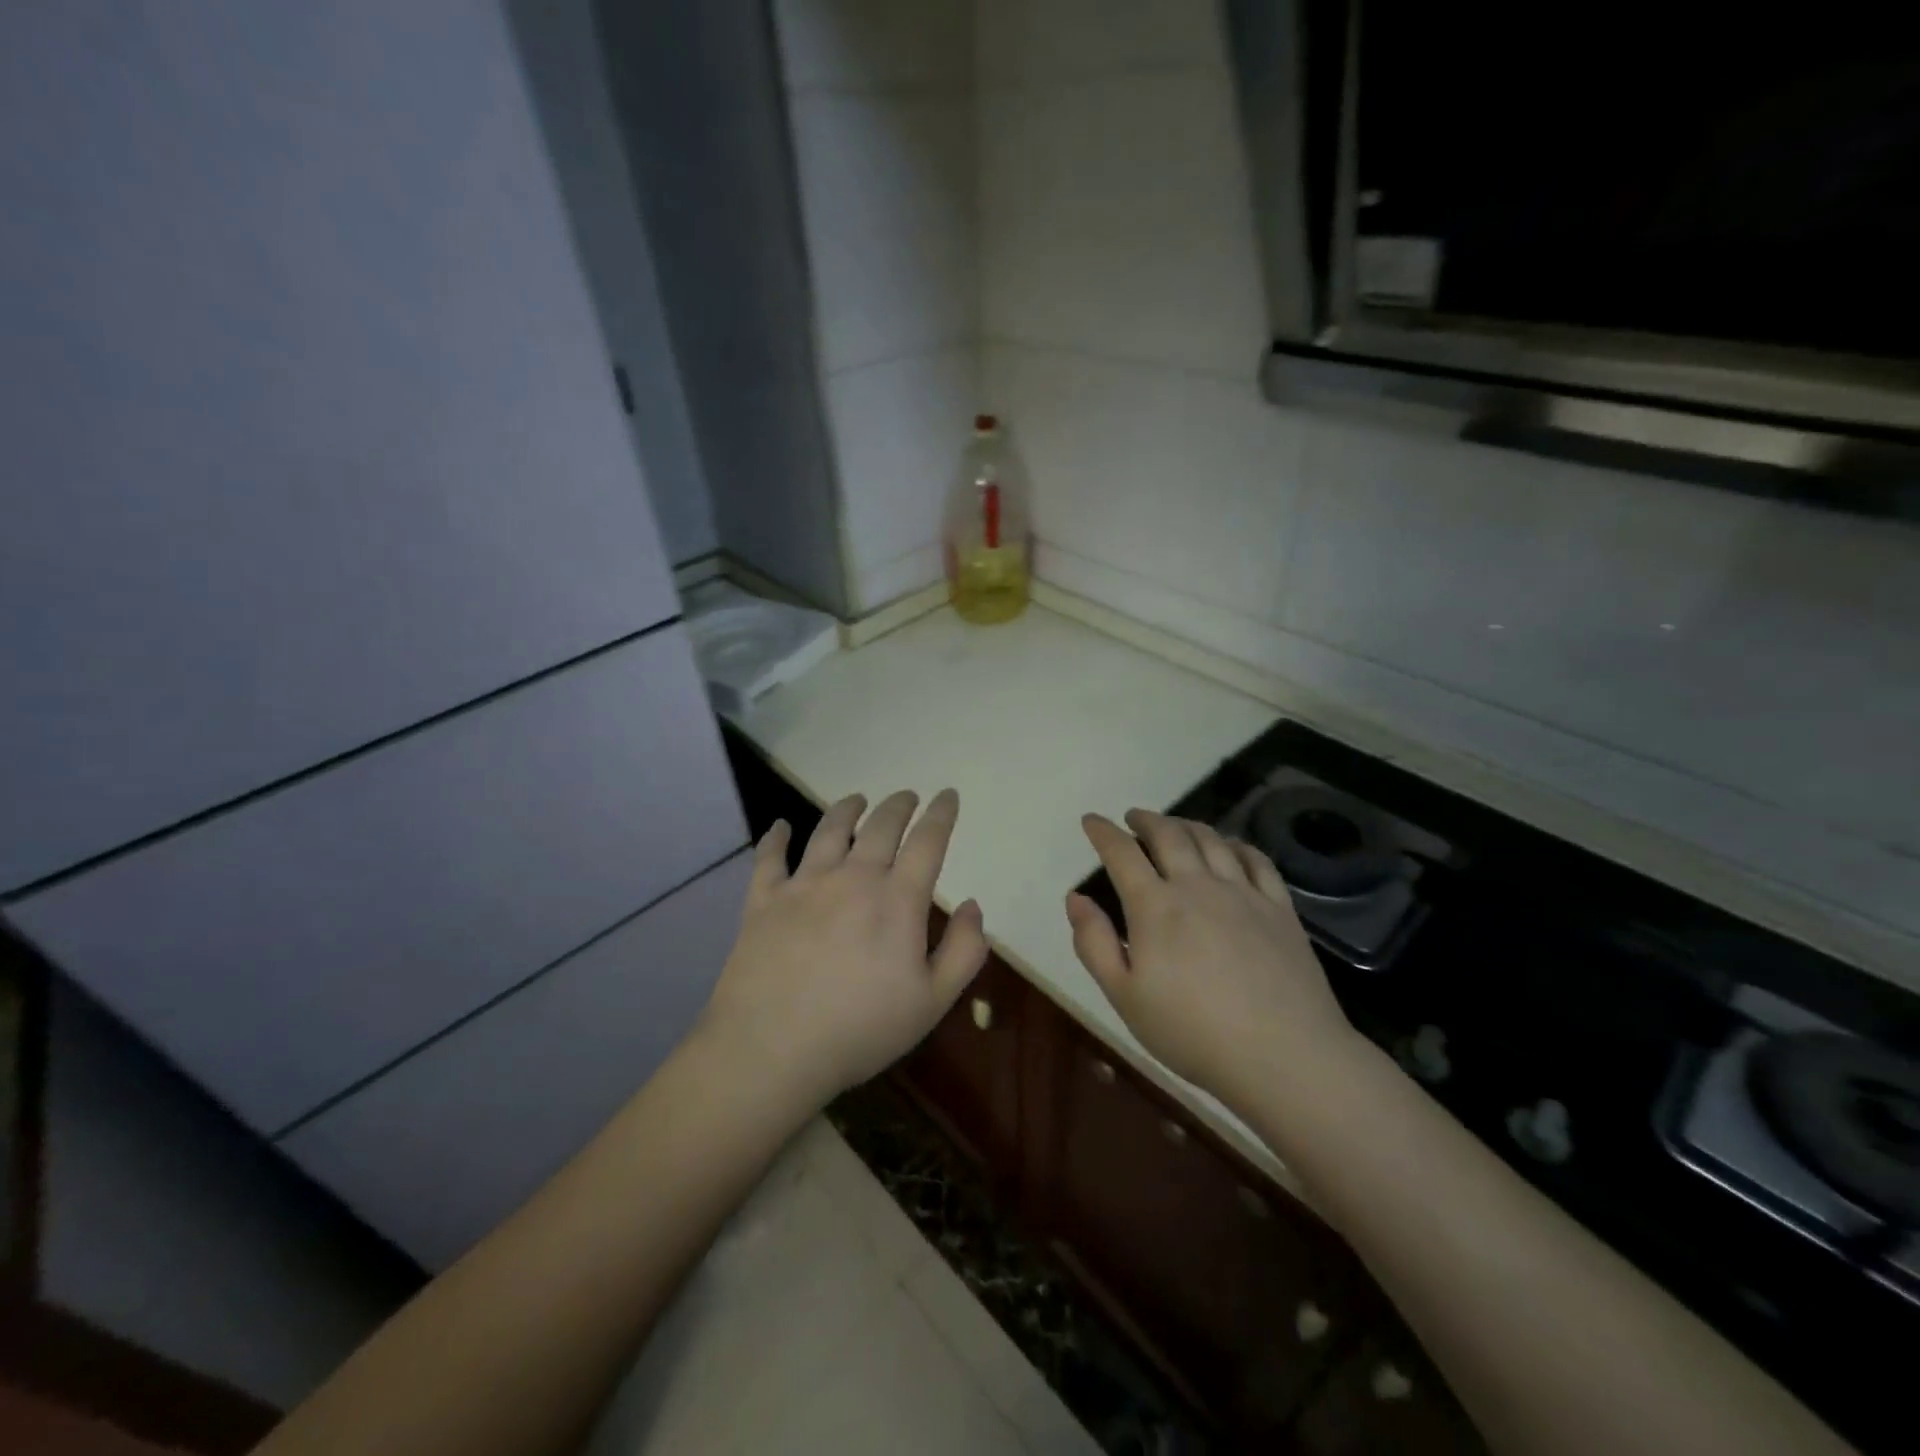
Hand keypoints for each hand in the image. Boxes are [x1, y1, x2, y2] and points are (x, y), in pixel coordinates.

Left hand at [699, 789, 987, 1107]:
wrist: (772, 1050)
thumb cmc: (861, 1030)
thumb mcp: (932, 1002)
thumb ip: (963, 951)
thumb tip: (974, 906)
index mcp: (896, 899)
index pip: (927, 841)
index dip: (941, 814)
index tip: (948, 795)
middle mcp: (852, 878)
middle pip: (881, 826)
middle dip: (899, 806)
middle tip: (907, 796)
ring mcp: (804, 885)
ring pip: (829, 831)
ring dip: (847, 809)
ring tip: (856, 799)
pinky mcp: (763, 900)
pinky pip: (770, 858)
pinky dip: (776, 837)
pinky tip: (781, 826)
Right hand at [1065, 810, 1362, 1105]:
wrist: (1283, 1056)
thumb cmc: (1191, 1032)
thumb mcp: (1124, 996)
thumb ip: (1094, 943)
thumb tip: (1075, 897)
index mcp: (1155, 906)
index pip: (1122, 853)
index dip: (1103, 832)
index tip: (1092, 820)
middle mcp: (1198, 886)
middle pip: (1169, 834)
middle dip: (1145, 820)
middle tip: (1133, 818)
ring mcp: (1243, 893)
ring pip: (1211, 840)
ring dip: (1186, 824)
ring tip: (1174, 826)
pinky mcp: (1280, 908)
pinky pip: (1256, 860)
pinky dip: (1235, 844)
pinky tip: (1230, 847)